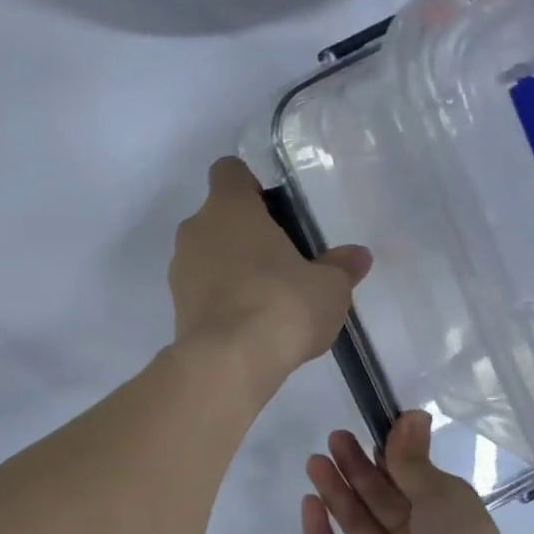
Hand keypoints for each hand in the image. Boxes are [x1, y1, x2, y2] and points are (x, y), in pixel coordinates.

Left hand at [168, 157, 370, 388]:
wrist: (226, 362)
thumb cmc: (281, 305)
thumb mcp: (328, 287)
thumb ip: (340, 267)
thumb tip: (357, 256)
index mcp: (228, 208)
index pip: (228, 171)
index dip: (251, 185)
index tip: (277, 210)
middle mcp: (195, 230)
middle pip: (219, 216)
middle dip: (247, 232)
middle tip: (284, 258)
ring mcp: (180, 269)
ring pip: (207, 253)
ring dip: (232, 265)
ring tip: (269, 296)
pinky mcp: (176, 305)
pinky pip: (202, 287)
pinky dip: (222, 296)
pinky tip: (250, 321)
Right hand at [301, 411, 533, 533]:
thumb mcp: (444, 496)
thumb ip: (414, 460)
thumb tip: (412, 414)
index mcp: (442, 519)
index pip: (408, 479)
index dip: (388, 454)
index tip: (369, 427)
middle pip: (376, 496)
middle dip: (355, 466)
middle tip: (335, 438)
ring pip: (353, 521)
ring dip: (335, 490)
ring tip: (315, 460)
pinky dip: (319, 531)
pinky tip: (309, 503)